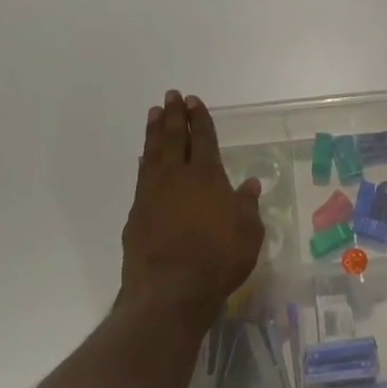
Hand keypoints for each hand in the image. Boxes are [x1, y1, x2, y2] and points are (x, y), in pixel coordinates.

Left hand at [120, 91, 263, 329]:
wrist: (170, 290)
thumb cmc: (218, 260)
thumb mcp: (248, 234)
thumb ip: (247, 206)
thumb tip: (250, 185)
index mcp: (207, 176)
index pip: (203, 138)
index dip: (199, 119)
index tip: (193, 101)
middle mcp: (177, 177)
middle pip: (173, 138)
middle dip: (173, 115)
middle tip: (171, 96)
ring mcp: (152, 194)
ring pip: (153, 153)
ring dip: (154, 131)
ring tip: (153, 113)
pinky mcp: (136, 213)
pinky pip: (141, 177)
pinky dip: (144, 162)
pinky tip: (144, 158)